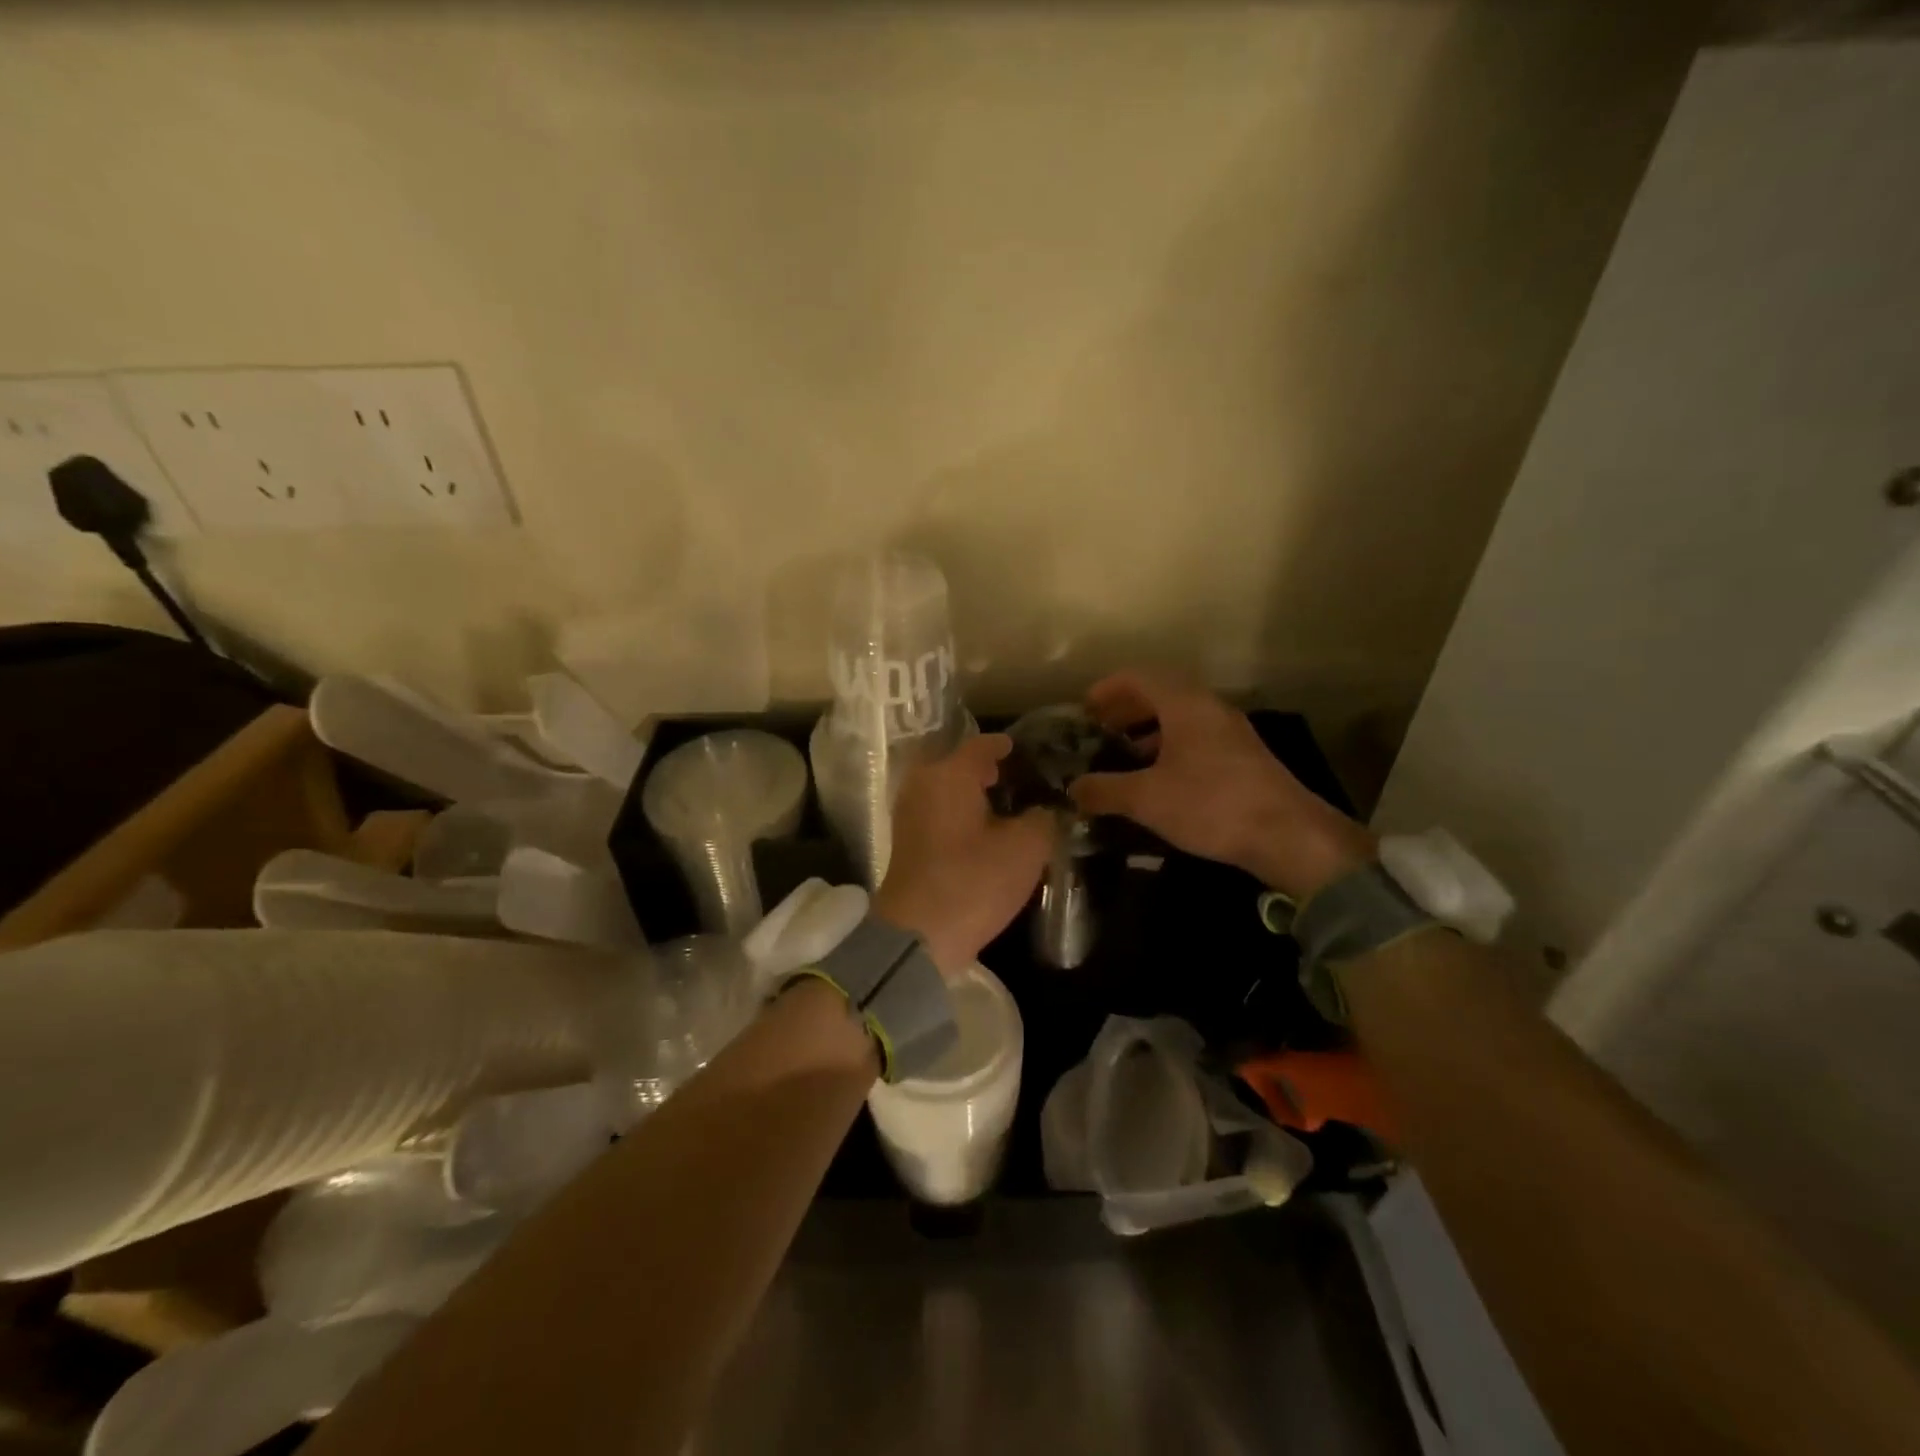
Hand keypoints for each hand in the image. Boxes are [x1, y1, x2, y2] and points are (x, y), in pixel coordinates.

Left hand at [873, 735, 1054, 973]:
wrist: (919, 934)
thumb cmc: (974, 881)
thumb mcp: (1026, 848)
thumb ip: (1042, 819)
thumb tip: (1044, 810)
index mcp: (949, 773)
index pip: (981, 745)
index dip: (1006, 746)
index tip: (1026, 749)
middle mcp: (923, 784)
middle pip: (959, 765)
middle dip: (988, 769)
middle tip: (1021, 777)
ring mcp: (909, 813)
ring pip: (947, 790)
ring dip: (973, 793)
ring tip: (1007, 805)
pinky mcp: (907, 842)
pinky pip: (939, 812)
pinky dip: (960, 814)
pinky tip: (985, 831)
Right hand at [1068, 670, 1375, 899]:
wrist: (1289, 836)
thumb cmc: (1211, 805)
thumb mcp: (1147, 799)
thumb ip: (1104, 790)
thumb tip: (1072, 789)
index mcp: (1185, 705)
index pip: (1140, 676)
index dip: (1108, 688)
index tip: (1084, 708)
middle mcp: (1210, 709)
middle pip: (1161, 693)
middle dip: (1127, 709)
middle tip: (1099, 729)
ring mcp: (1231, 733)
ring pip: (1181, 717)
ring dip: (1149, 730)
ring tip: (1124, 755)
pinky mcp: (1243, 758)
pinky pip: (1197, 738)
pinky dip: (1170, 747)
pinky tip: (1160, 780)